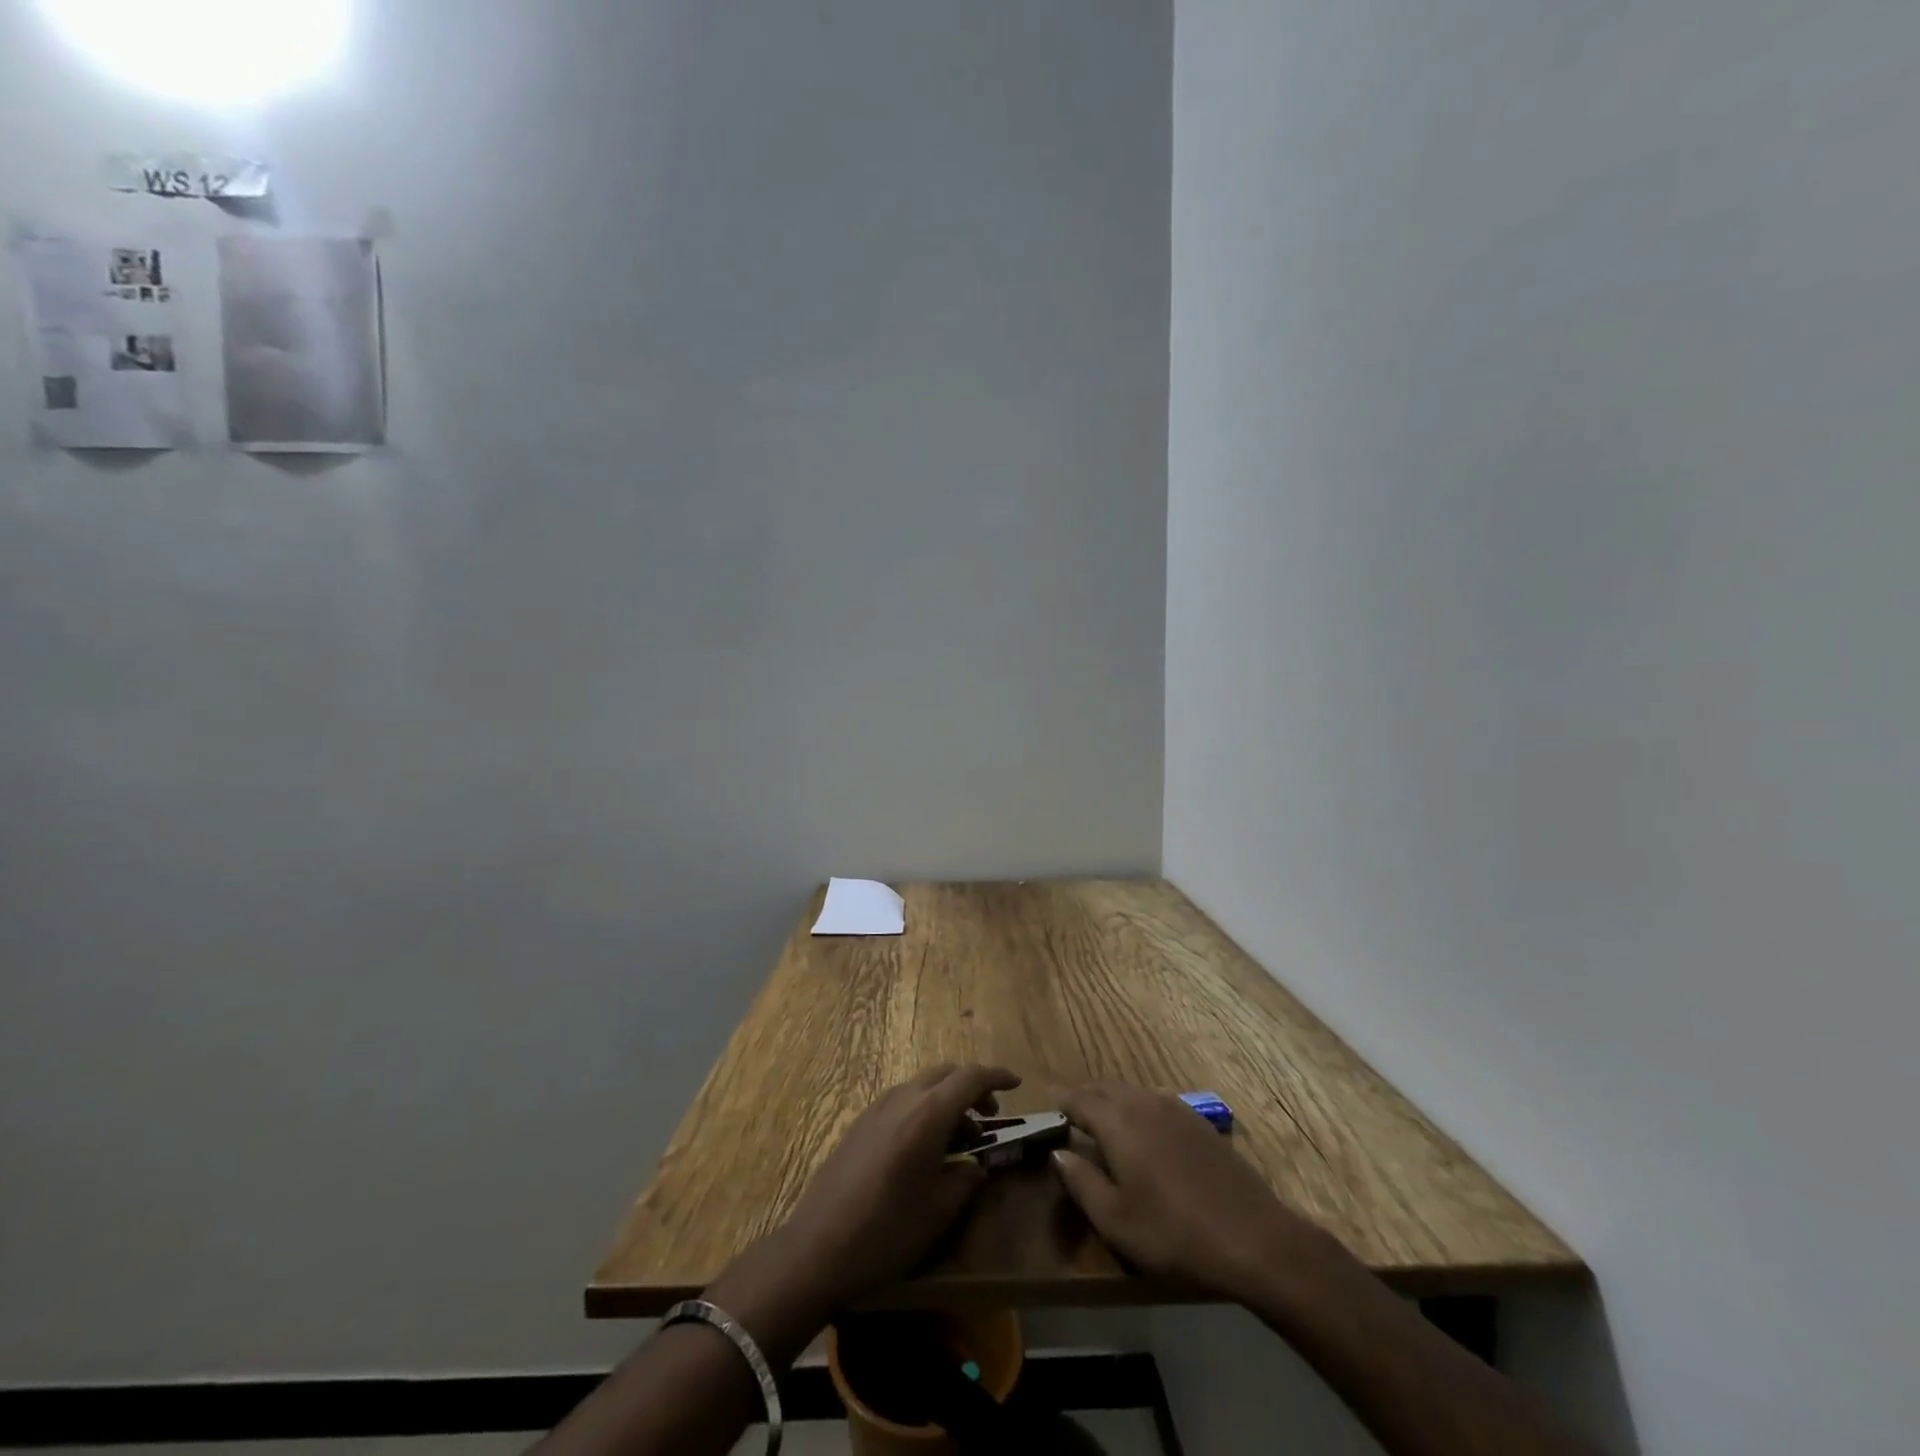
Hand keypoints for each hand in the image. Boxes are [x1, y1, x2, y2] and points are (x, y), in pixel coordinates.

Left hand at [706, 1064, 1017, 1355]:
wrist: (817, 1247)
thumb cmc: (887, 1230)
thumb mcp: (939, 1211)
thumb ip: (966, 1179)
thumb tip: (976, 1166)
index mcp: (928, 1113)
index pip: (971, 1077)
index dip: (997, 1076)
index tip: (1017, 1084)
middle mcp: (903, 1098)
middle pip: (946, 1073)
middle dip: (972, 1086)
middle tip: (989, 1115)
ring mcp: (877, 1107)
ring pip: (923, 1085)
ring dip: (946, 1099)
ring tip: (960, 1138)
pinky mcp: (861, 1123)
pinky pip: (903, 1100)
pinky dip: (924, 1108)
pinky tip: (925, 1147)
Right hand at [1053, 1081, 1333, 1298]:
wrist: (1253, 1238)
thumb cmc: (1174, 1233)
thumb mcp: (1116, 1220)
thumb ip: (1081, 1182)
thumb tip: (1058, 1152)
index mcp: (1118, 1121)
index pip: (1079, 1099)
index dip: (1062, 1104)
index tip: (1049, 1111)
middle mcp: (1143, 1102)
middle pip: (1105, 1088)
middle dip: (1085, 1098)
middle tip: (1072, 1117)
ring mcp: (1175, 1108)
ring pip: (1132, 1092)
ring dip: (1112, 1101)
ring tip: (1103, 1124)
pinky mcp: (1198, 1121)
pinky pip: (1155, 1101)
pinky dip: (1138, 1108)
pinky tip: (1144, 1134)